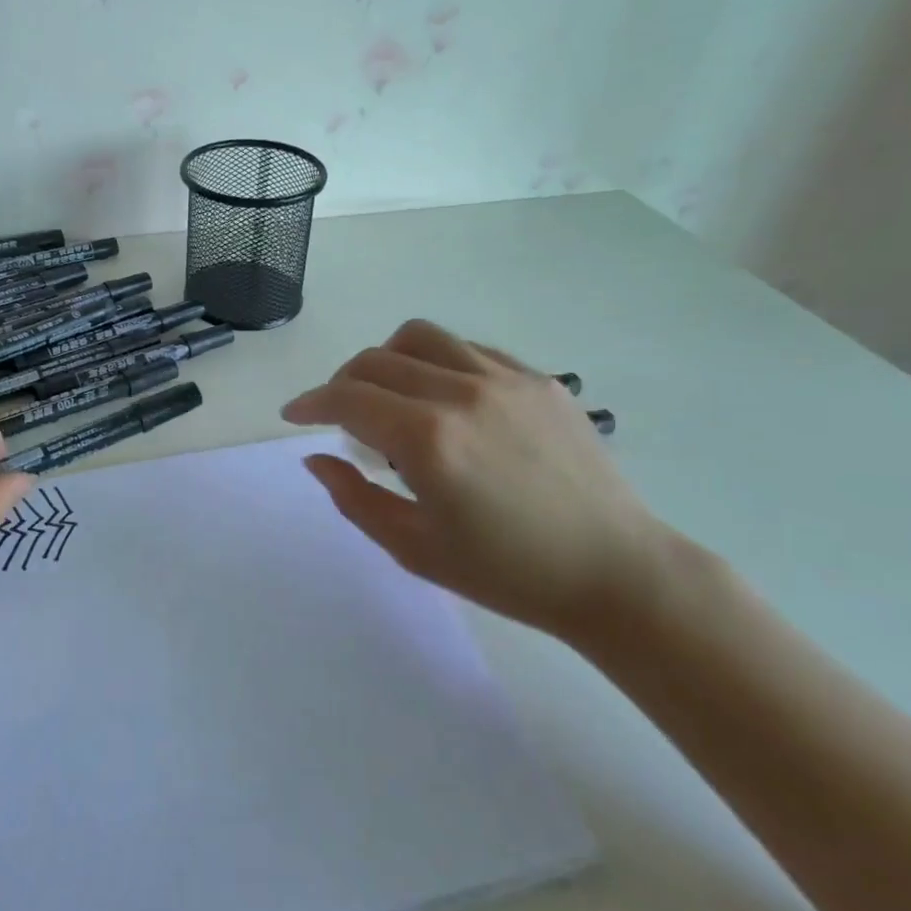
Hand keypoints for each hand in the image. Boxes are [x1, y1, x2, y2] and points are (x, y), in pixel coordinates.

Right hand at [282, 319, 682, 641]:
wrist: (616, 573)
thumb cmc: (507, 572)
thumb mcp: (414, 548)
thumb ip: (354, 497)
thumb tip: (316, 457)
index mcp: (428, 439)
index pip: (347, 397)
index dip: (311, 402)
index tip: (295, 415)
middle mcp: (461, 393)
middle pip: (376, 360)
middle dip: (342, 383)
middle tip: (339, 416)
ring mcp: (505, 379)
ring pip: (420, 338)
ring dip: (387, 360)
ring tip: (389, 395)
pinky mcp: (539, 380)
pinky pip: (468, 350)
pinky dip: (436, 363)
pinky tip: (444, 399)